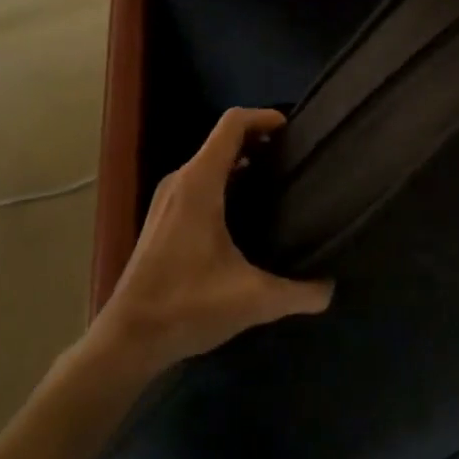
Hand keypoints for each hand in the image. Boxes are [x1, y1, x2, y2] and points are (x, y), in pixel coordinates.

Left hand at [81, 109, 332, 378]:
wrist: (128, 340)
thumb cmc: (187, 306)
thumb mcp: (253, 300)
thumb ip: (299, 292)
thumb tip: (330, 289)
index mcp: (200, 184)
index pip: (232, 124)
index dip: (265, 117)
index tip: (295, 130)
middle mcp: (181, 181)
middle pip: (223, 140)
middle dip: (260, 141)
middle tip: (296, 159)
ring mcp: (167, 199)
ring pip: (210, 162)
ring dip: (243, 162)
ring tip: (279, 182)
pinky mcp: (162, 219)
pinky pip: (200, 182)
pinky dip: (226, 181)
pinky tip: (248, 212)